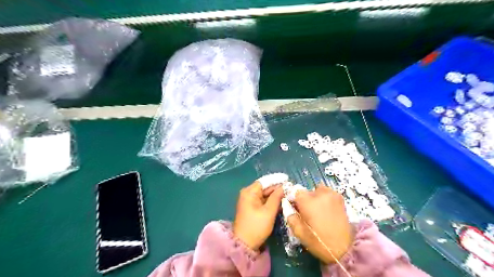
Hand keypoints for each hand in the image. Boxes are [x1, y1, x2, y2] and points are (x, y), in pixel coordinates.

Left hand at [233, 180, 283, 250]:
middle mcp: (248, 193)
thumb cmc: (256, 226)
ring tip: (289, 193)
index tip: (287, 178)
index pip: (264, 181)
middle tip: (291, 187)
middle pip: (265, 187)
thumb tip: (284, 187)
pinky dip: (272, 200)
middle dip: (277, 187)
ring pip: (265, 194)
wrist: (244, 244)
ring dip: (275, 194)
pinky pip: (263, 200)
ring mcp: (250, 201)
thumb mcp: (268, 211)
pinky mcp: (252, 207)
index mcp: (249, 192)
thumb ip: (276, 197)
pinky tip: (282, 200)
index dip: (276, 179)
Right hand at [286, 185, 354, 262]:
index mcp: (307, 201)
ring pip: (317, 190)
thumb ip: (290, 216)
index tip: (295, 209)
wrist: (345, 248)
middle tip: (308, 214)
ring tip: (318, 211)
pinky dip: (324, 198)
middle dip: (305, 200)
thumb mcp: (299, 232)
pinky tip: (327, 210)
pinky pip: (327, 193)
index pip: (295, 192)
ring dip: (315, 197)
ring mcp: (331, 194)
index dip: (294, 200)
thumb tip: (287, 205)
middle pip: (306, 191)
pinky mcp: (339, 197)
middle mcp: (319, 193)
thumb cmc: (319, 242)